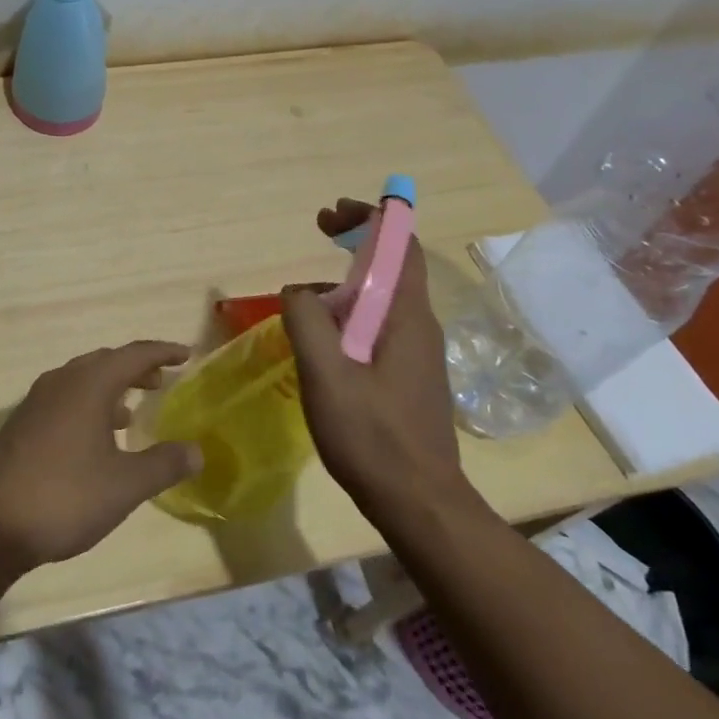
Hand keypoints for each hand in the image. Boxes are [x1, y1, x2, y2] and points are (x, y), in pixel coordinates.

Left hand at [0, 342, 202, 568]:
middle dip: (135, 368)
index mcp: (89, 384)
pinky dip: (88, 404)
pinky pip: (65, 398)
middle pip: (105, 362)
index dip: (162, 352)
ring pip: (82, 380)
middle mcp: (62, 381)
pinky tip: (94, 438)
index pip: (133, 354)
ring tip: (131, 410)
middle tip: (160, 381)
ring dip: (110, 388)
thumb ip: (163, 464)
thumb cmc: (65, 496)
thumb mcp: (124, 485)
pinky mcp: (22, 423)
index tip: (186, 354)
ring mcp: (37, 400)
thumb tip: (197, 450)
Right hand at [281, 198, 470, 512]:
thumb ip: (307, 321)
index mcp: (405, 316)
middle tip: (321, 231)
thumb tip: (298, 291)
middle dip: (356, 240)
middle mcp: (418, 326)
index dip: (372, 217)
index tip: (334, 213)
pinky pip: (378, 326)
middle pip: (392, 265)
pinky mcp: (409, 377)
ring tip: (305, 300)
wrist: (420, 505)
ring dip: (347, 282)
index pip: (401, 245)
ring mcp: (417, 353)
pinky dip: (350, 313)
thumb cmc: (373, 436)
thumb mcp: (326, 374)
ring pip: (381, 298)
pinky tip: (322, 342)